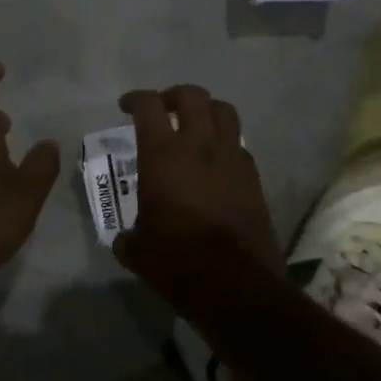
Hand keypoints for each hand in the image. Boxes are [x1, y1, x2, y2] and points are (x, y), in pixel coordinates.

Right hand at [112, 85, 281, 299]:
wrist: (235, 285)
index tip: (127, 106)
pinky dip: (227, 144)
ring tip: (196, 126)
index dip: (135, 99)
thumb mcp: (138, 250)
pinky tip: (217, 163)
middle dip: (174, 95)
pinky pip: (240, 145)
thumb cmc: (176, 261)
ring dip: (207, 111)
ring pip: (224, 110)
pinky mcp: (254, 178)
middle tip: (164, 109)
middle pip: (191, 95)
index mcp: (163, 154)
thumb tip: (126, 240)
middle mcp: (199, 145)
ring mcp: (232, 159)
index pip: (148, 105)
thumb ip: (129, 237)